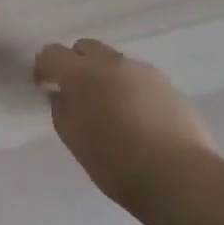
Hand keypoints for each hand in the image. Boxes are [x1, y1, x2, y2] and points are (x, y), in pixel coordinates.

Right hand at [33, 39, 215, 208]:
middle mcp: (112, 62)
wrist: (180, 176)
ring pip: (114, 62)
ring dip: (105, 76)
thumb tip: (61, 95)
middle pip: (85, 47)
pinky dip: (129, 88)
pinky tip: (137, 118)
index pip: (52, 53)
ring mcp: (143, 70)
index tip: (43, 86)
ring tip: (111, 110)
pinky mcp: (167, 84)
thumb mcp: (75, 141)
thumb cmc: (117, 163)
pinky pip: (138, 77)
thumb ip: (62, 111)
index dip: (44, 68)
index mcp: (82, 73)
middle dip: (75, 64)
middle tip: (77, 94)